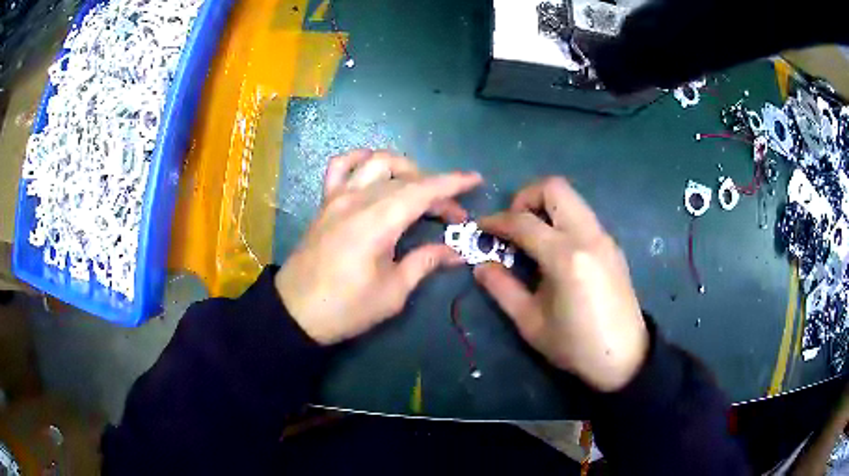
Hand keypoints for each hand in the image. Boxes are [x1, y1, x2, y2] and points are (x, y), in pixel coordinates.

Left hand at [275, 150, 481, 344]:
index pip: (422, 191)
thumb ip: (425, 262)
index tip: (475, 180)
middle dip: (437, 191)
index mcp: (377, 223)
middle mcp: (357, 200)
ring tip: (419, 188)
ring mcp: (337, 197)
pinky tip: (374, 169)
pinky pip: (341, 166)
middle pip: (406, 180)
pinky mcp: (325, 202)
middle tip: (453, 216)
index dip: (452, 183)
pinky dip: (361, 159)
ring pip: (376, 162)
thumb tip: (457, 252)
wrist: (296, 312)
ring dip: (405, 168)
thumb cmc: (346, 308)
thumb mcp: (393, 292)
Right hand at [474, 177, 647, 391]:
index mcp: (565, 257)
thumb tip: (480, 265)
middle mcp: (588, 236)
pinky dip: (562, 219)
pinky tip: (555, 251)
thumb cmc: (575, 345)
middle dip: (525, 197)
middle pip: (554, 187)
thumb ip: (502, 288)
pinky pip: (582, 215)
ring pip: (571, 198)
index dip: (496, 221)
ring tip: (531, 237)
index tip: (480, 228)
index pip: (523, 221)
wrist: (625, 357)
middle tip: (512, 225)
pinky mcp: (611, 245)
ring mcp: (604, 237)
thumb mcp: (530, 323)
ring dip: (545, 206)